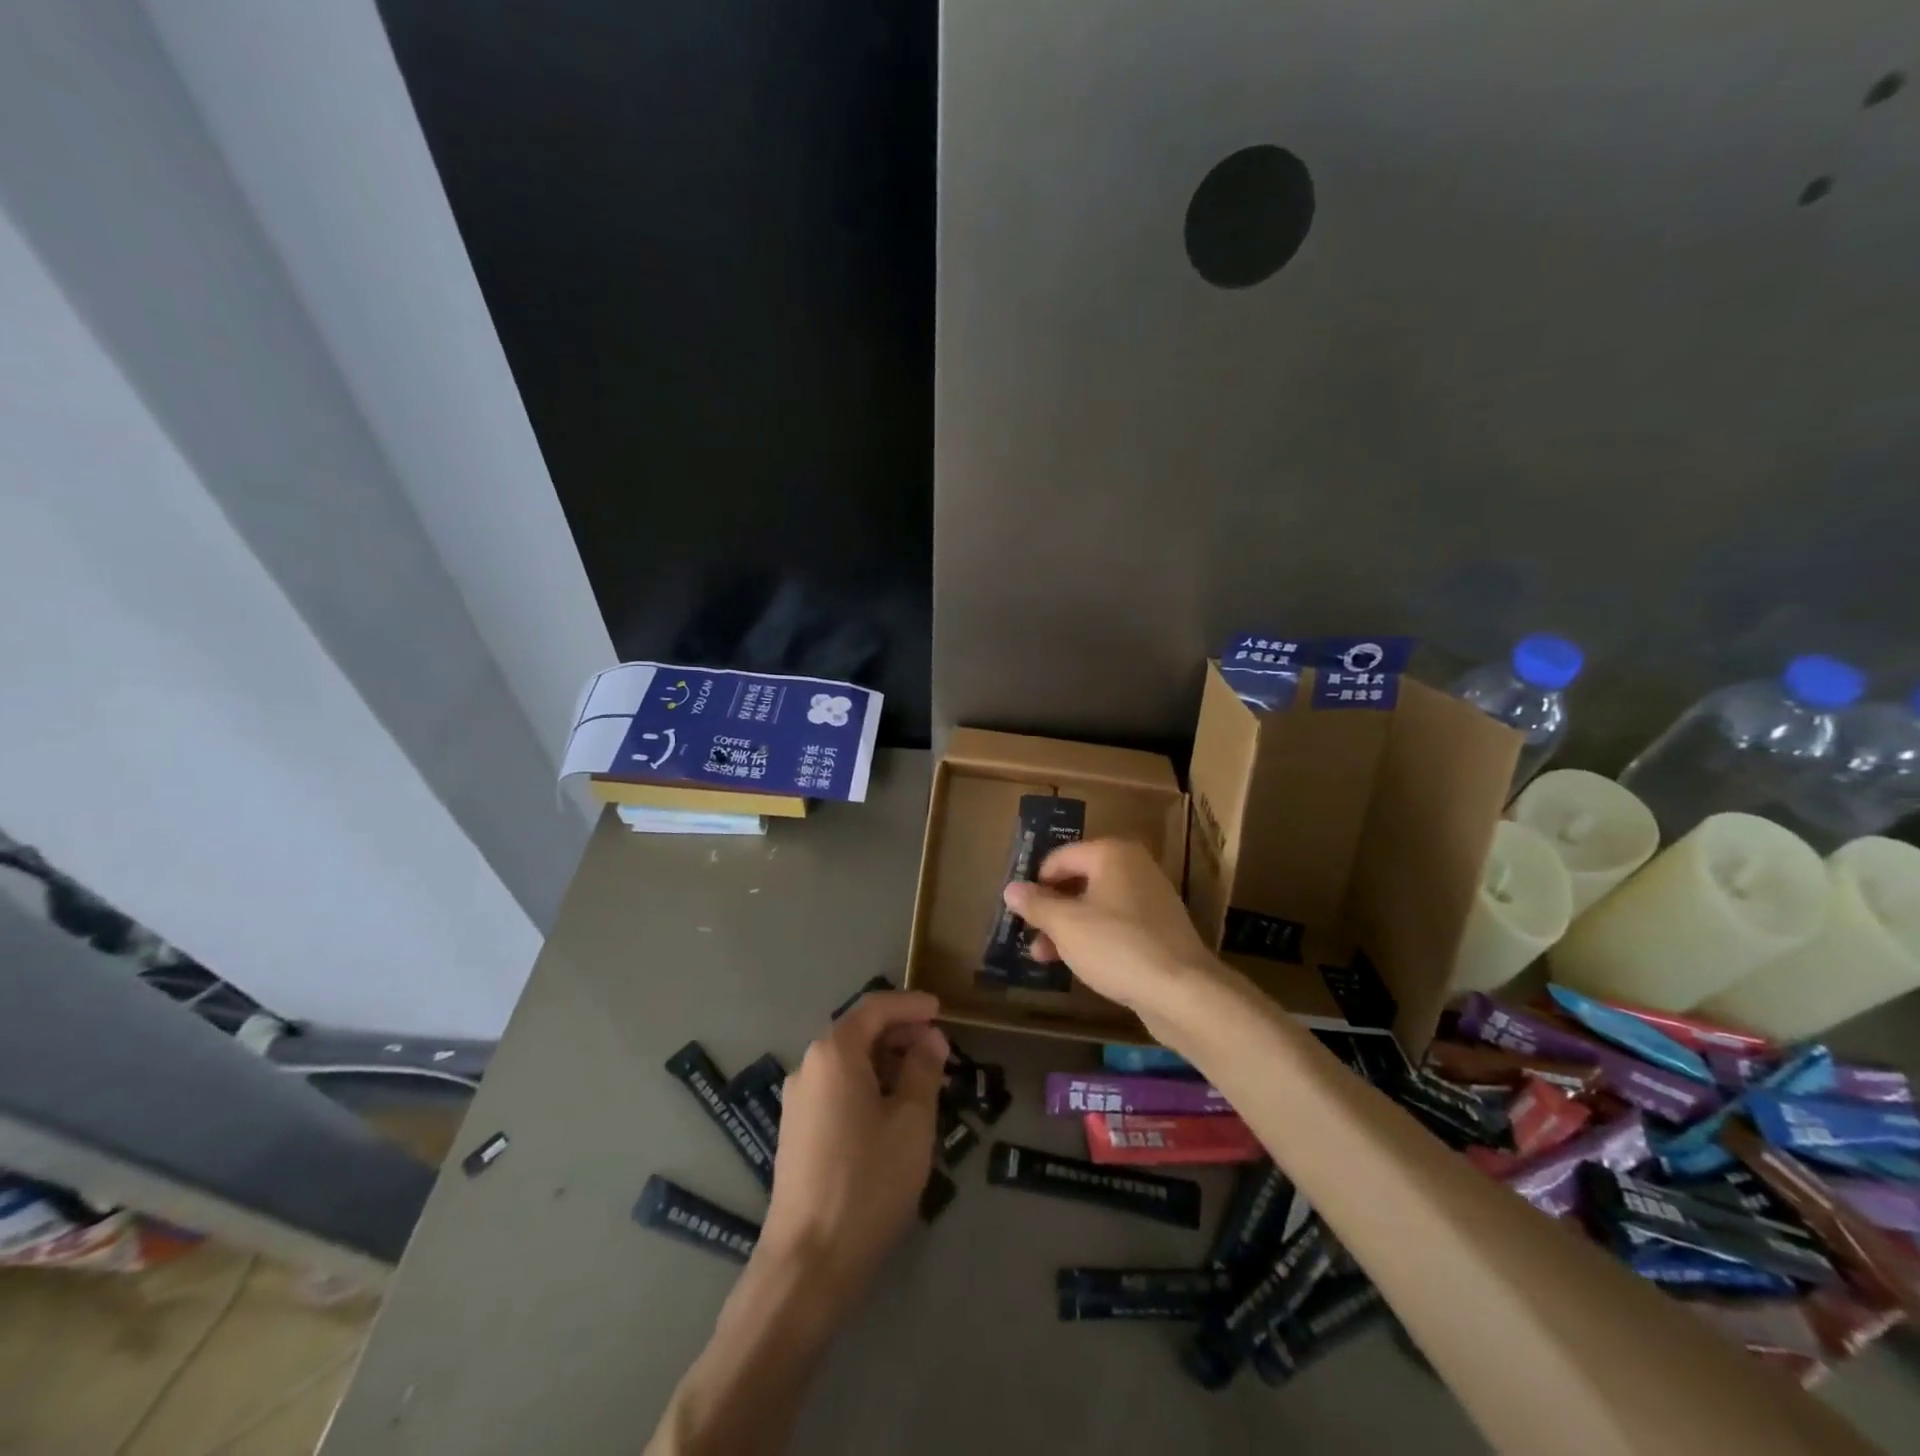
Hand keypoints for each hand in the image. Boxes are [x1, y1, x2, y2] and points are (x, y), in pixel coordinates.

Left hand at [756, 991, 947, 1310]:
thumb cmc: (867, 1182)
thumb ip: (923, 1069)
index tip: (941, 1010)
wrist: (808, 1263)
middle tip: (939, 1049)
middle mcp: (808, 1067)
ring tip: (922, 1081)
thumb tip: (930, 1039)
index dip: (910, 1004)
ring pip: (847, 1062)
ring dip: (885, 1062)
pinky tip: (892, 1111)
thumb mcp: (911, 1121)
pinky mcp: (796, 1131)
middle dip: (900, 1034)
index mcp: (833, 1053)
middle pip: (858, 1032)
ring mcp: (797, 1101)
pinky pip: (836, 1088)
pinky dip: (867, 1085)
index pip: (875, 1008)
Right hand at [1002, 838, 1223, 1032]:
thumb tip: (1011, 889)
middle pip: (1079, 881)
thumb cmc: (1117, 946)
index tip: (1018, 909)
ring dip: (1068, 928)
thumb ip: (1036, 905)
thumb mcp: (1066, 925)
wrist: (1183, 991)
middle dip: (1051, 909)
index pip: (1060, 857)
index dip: (1036, 882)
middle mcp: (1134, 867)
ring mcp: (1150, 899)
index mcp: (1112, 854)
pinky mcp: (1160, 930)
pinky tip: (1077, 964)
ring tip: (1042, 956)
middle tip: (1028, 934)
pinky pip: (1117, 926)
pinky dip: (1094, 939)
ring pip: (1097, 907)